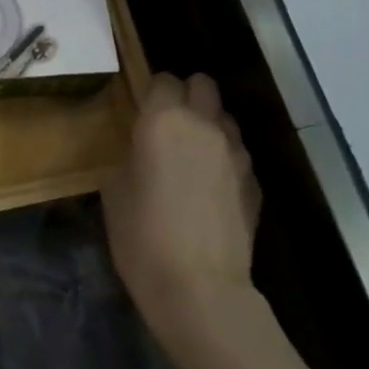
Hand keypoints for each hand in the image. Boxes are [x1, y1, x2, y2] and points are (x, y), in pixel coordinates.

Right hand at [102, 73, 261, 344]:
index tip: (142, 111)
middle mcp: (204, 125)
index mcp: (163, 119)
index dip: (153, 91)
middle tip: (169, 123)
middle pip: (203, 84)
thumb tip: (140, 151)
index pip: (164, 79)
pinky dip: (225, 160)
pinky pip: (238, 155)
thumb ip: (129, 155)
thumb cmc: (142, 235)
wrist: (200, 289)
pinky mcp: (255, 183)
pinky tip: (211, 190)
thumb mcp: (113, 190)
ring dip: (209, 126)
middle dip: (187, 95)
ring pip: (225, 118)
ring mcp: (236, 153)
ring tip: (193, 156)